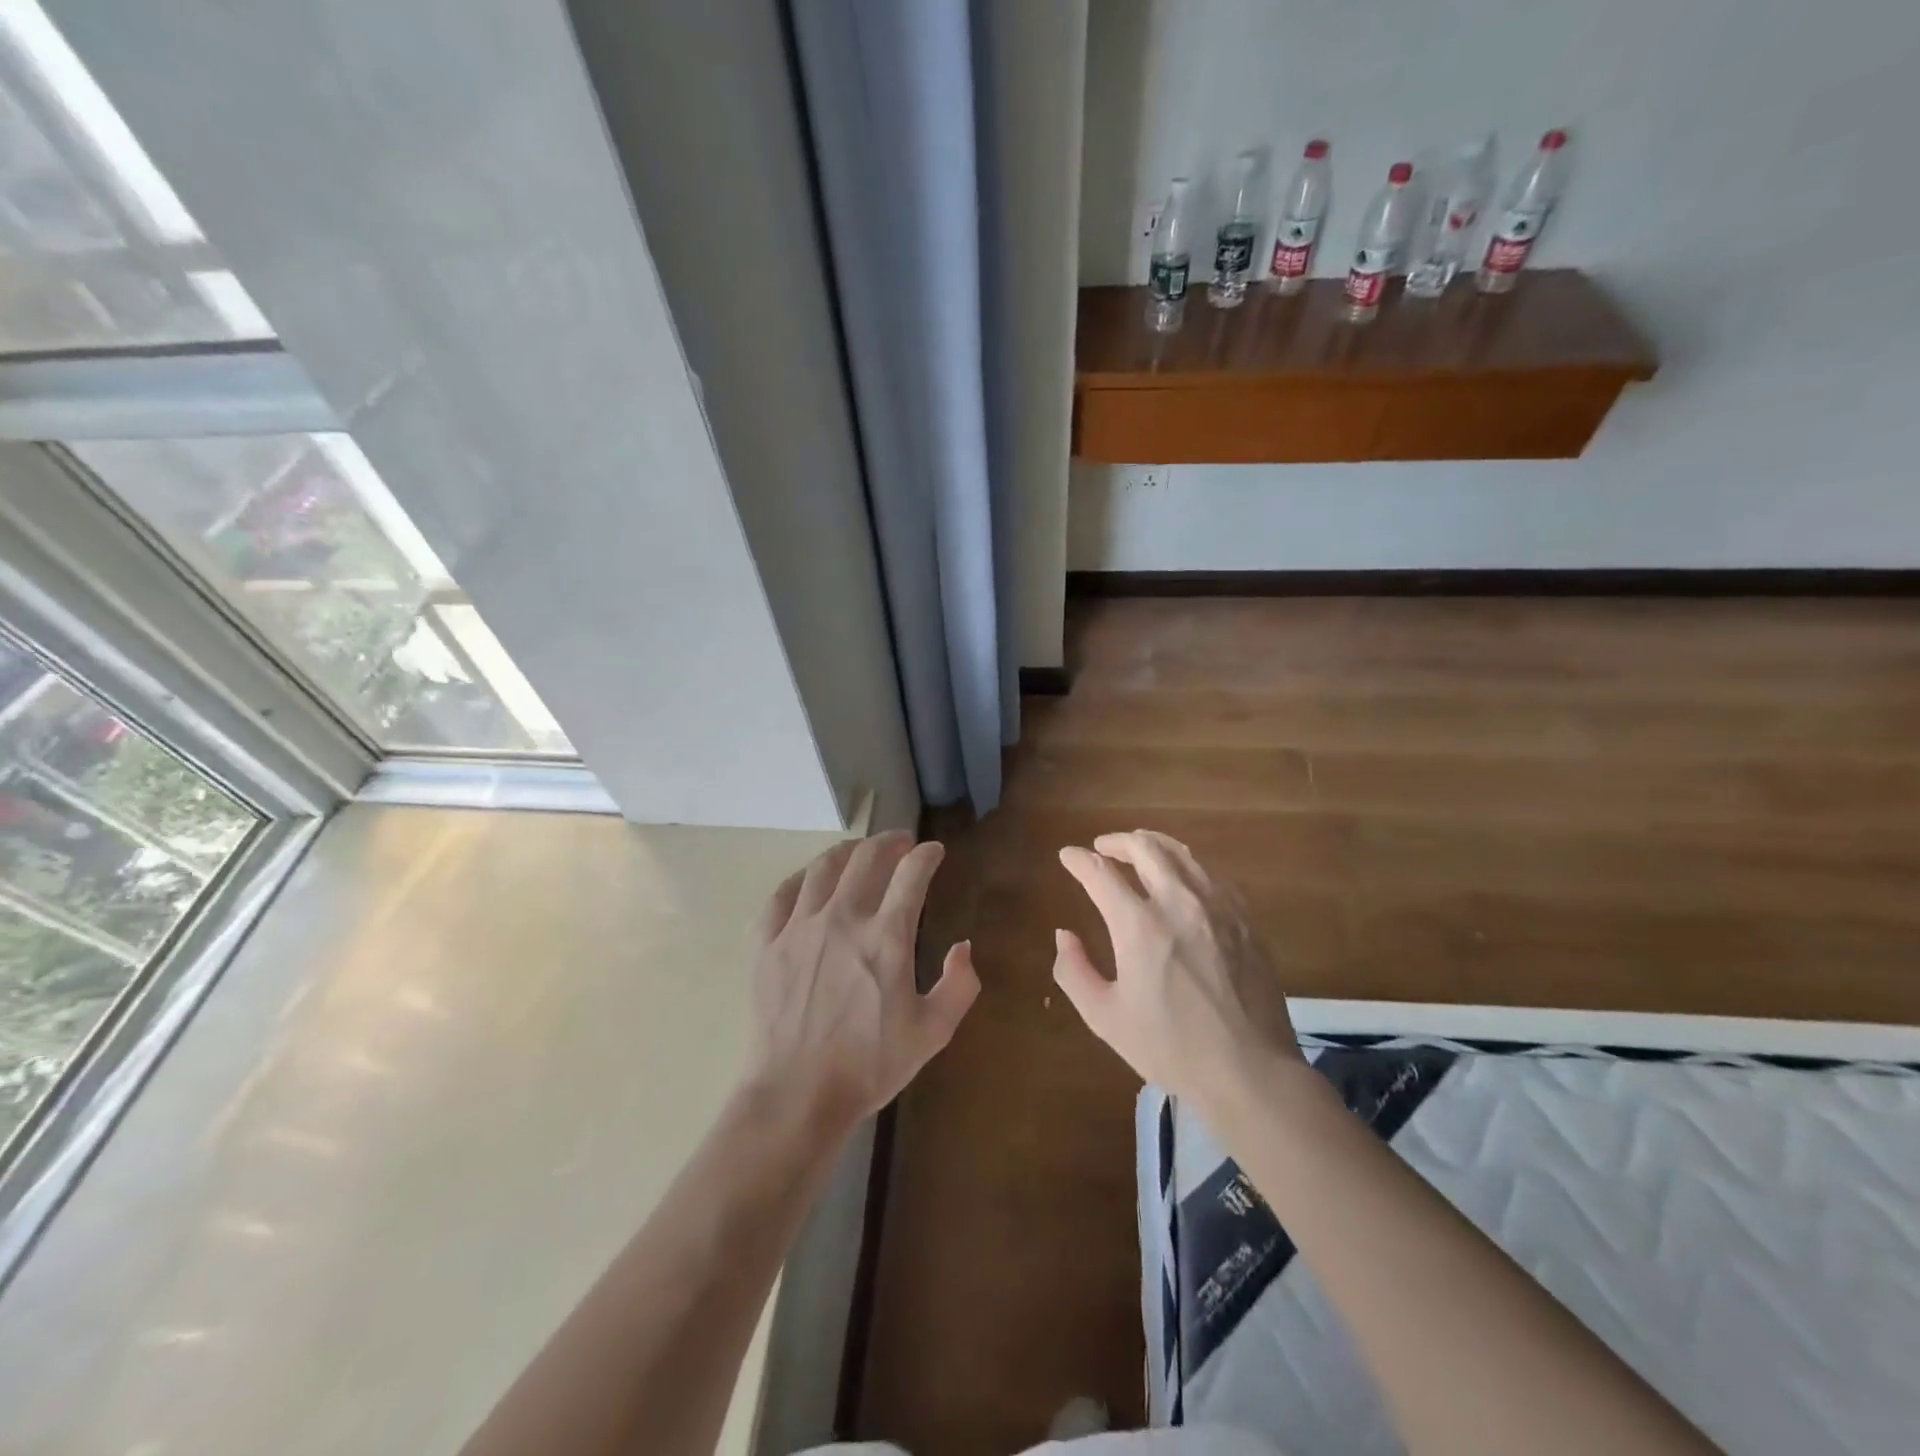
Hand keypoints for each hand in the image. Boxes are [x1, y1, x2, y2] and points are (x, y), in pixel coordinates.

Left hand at [746, 831, 978, 1141]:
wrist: (796, 1096)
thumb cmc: (869, 1066)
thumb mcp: (932, 1033)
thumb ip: (959, 986)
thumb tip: (963, 947)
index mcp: (886, 937)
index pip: (912, 874)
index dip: (928, 855)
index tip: (935, 852)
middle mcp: (842, 918)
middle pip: (867, 857)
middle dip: (890, 842)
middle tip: (901, 843)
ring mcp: (799, 927)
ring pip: (823, 867)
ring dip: (848, 851)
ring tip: (859, 852)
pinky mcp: (766, 944)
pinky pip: (781, 895)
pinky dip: (801, 879)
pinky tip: (809, 882)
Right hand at [1053, 830, 1301, 1110]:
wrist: (1250, 1071)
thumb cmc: (1171, 1048)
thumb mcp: (1105, 1017)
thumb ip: (1074, 970)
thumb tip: (1064, 934)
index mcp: (1139, 925)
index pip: (1101, 873)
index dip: (1079, 860)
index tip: (1067, 856)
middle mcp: (1178, 902)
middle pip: (1144, 848)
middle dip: (1116, 841)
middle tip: (1102, 847)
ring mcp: (1217, 906)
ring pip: (1181, 853)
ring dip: (1152, 844)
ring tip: (1138, 848)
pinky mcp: (1244, 918)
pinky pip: (1210, 874)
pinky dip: (1186, 864)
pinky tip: (1181, 877)